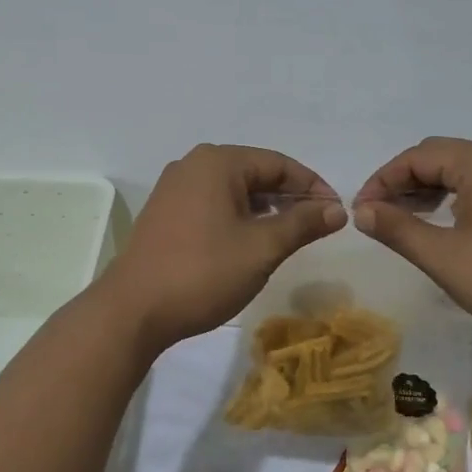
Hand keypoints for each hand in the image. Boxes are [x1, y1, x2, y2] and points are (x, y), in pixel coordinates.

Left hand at [100, 145, 346, 351]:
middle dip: (289, 197)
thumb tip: (338, 209)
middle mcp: (193, 165)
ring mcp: (174, 188)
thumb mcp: (262, 248)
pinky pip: (212, 203)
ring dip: (264, 208)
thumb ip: (302, 223)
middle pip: (255, 172)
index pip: (279, 164)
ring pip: (233, 190)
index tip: (336, 213)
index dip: (312, 186)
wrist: (134, 309)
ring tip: (289, 235)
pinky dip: (238, 217)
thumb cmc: (203, 272)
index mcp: (218, 162)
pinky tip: (251, 241)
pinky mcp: (164, 212)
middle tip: (317, 225)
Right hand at [353, 138, 471, 344]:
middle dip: (402, 183)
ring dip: (428, 191)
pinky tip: (447, 227)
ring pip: (462, 173)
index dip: (381, 181)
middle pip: (439, 158)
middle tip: (379, 216)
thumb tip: (361, 210)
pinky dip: (454, 200)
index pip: (416, 157)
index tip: (361, 212)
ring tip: (405, 222)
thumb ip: (398, 229)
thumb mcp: (445, 257)